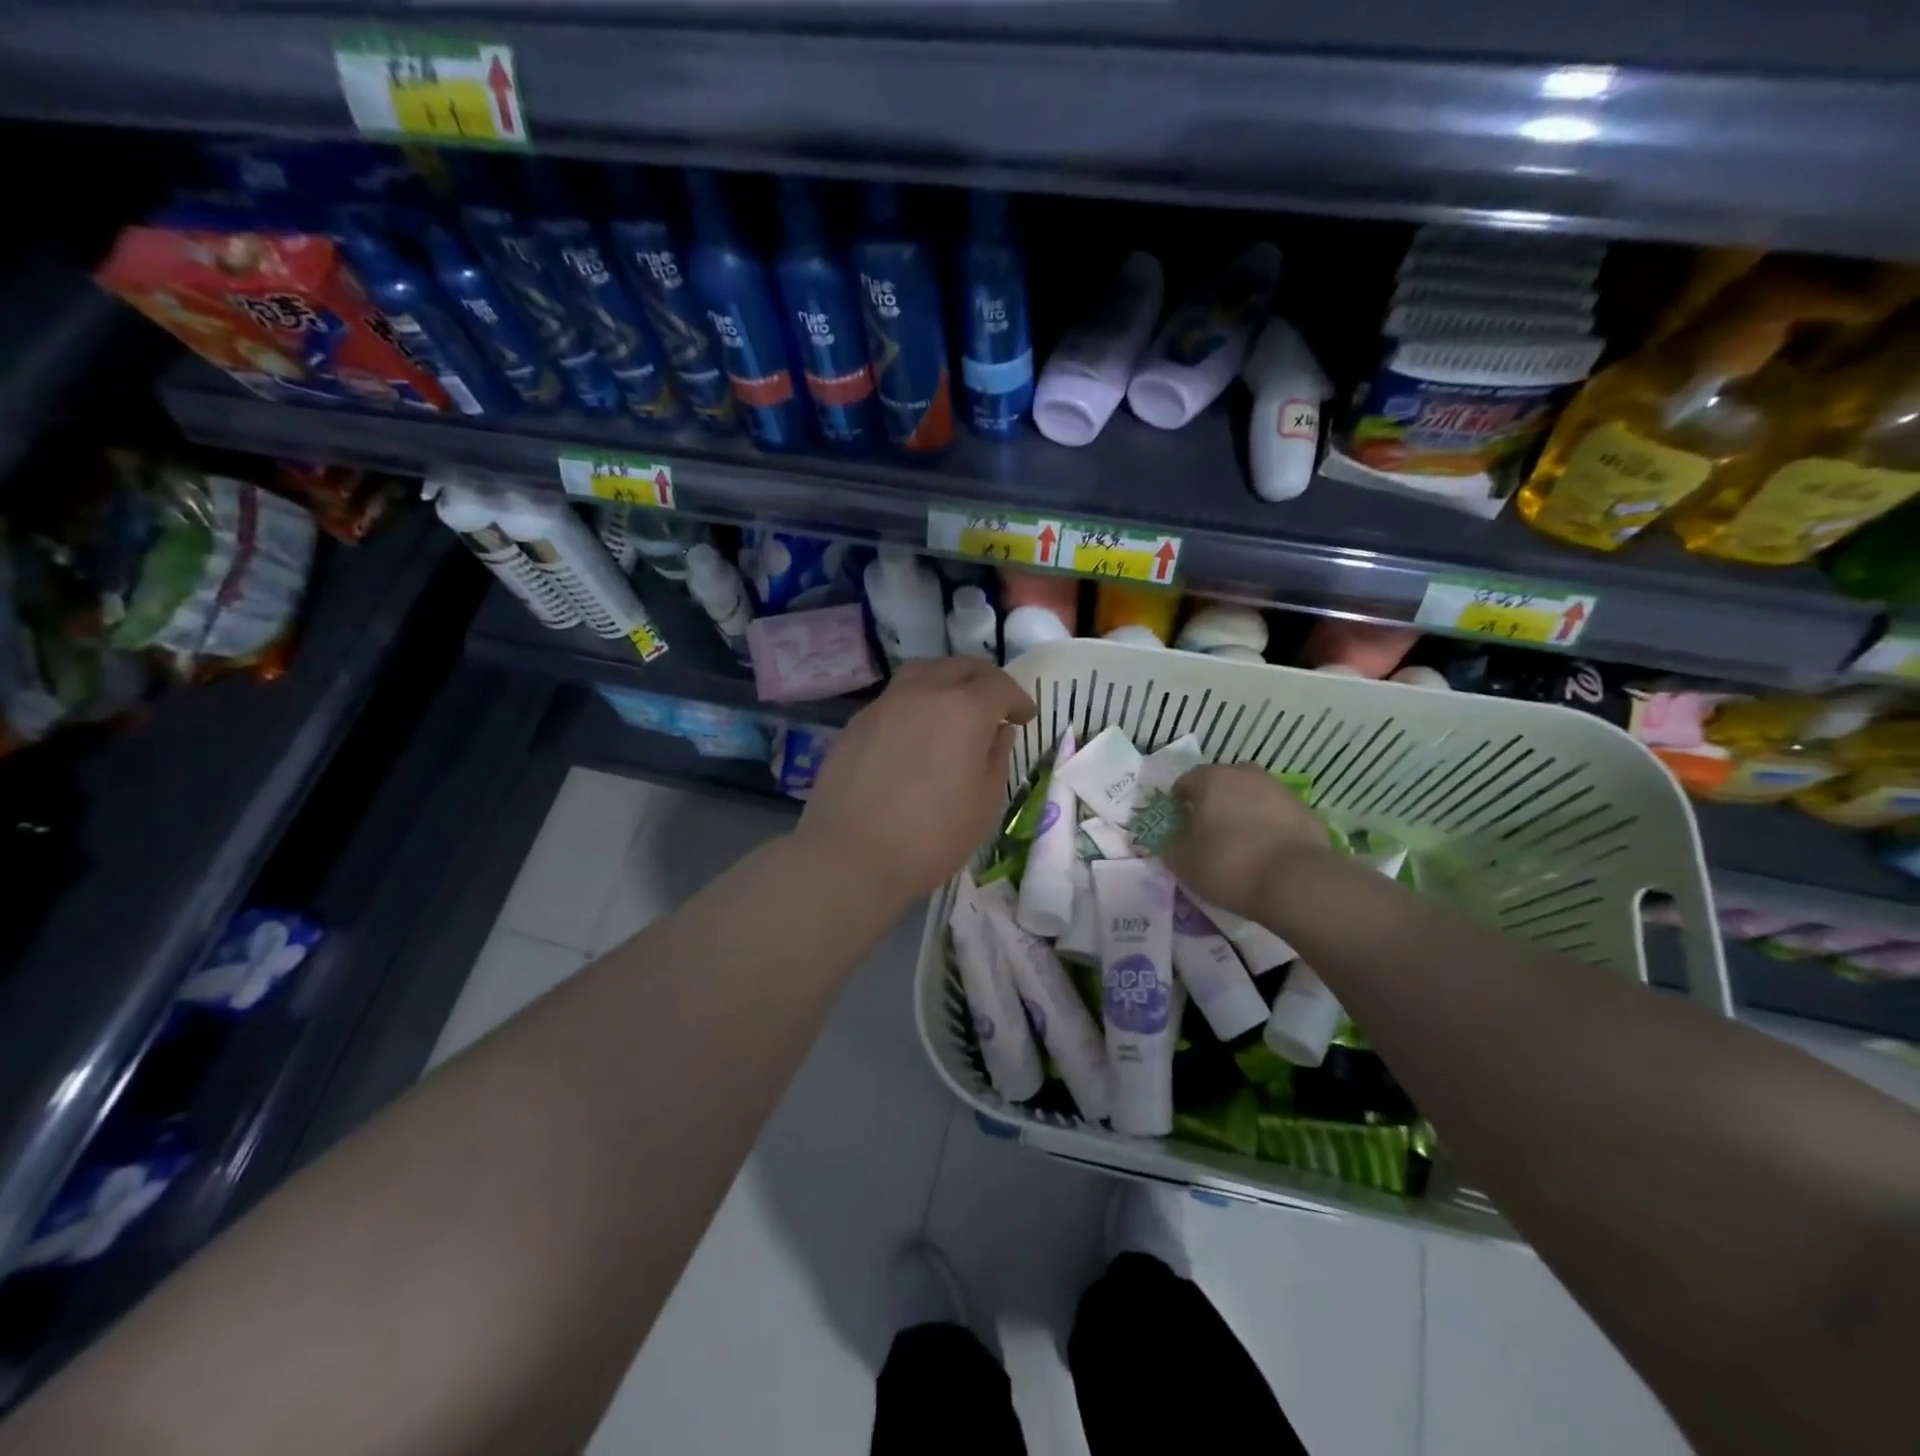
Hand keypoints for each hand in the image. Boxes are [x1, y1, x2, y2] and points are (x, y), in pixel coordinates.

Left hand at [796, 658, 1036, 909]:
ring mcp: (885, 704)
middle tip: (995, 705)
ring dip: (946, 680)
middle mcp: (924, 693)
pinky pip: (895, 697)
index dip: (1017, 698)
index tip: (1023, 717)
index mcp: (964, 710)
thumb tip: (998, 731)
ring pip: (922, 671)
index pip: (999, 685)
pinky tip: (915, 732)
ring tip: (953, 707)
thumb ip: (996, 757)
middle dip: (984, 680)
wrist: (850, 856)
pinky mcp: (857, 722)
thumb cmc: (931, 837)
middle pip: (960, 666)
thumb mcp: (984, 803)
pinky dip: (915, 701)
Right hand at [1162, 764, 1331, 919]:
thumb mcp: (1181, 862)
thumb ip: (1171, 844)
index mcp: (1211, 779)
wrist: (1294, 881)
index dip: (1179, 804)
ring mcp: (1280, 790)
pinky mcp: (1306, 811)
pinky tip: (1267, 854)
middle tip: (1210, 833)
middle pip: (1222, 784)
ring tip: (1241, 845)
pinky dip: (1270, 828)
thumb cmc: (1227, 864)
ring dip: (1244, 812)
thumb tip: (1175, 839)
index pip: (1186, 782)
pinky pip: (1278, 816)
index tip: (1180, 827)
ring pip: (1253, 796)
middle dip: (1214, 803)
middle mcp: (1245, 775)